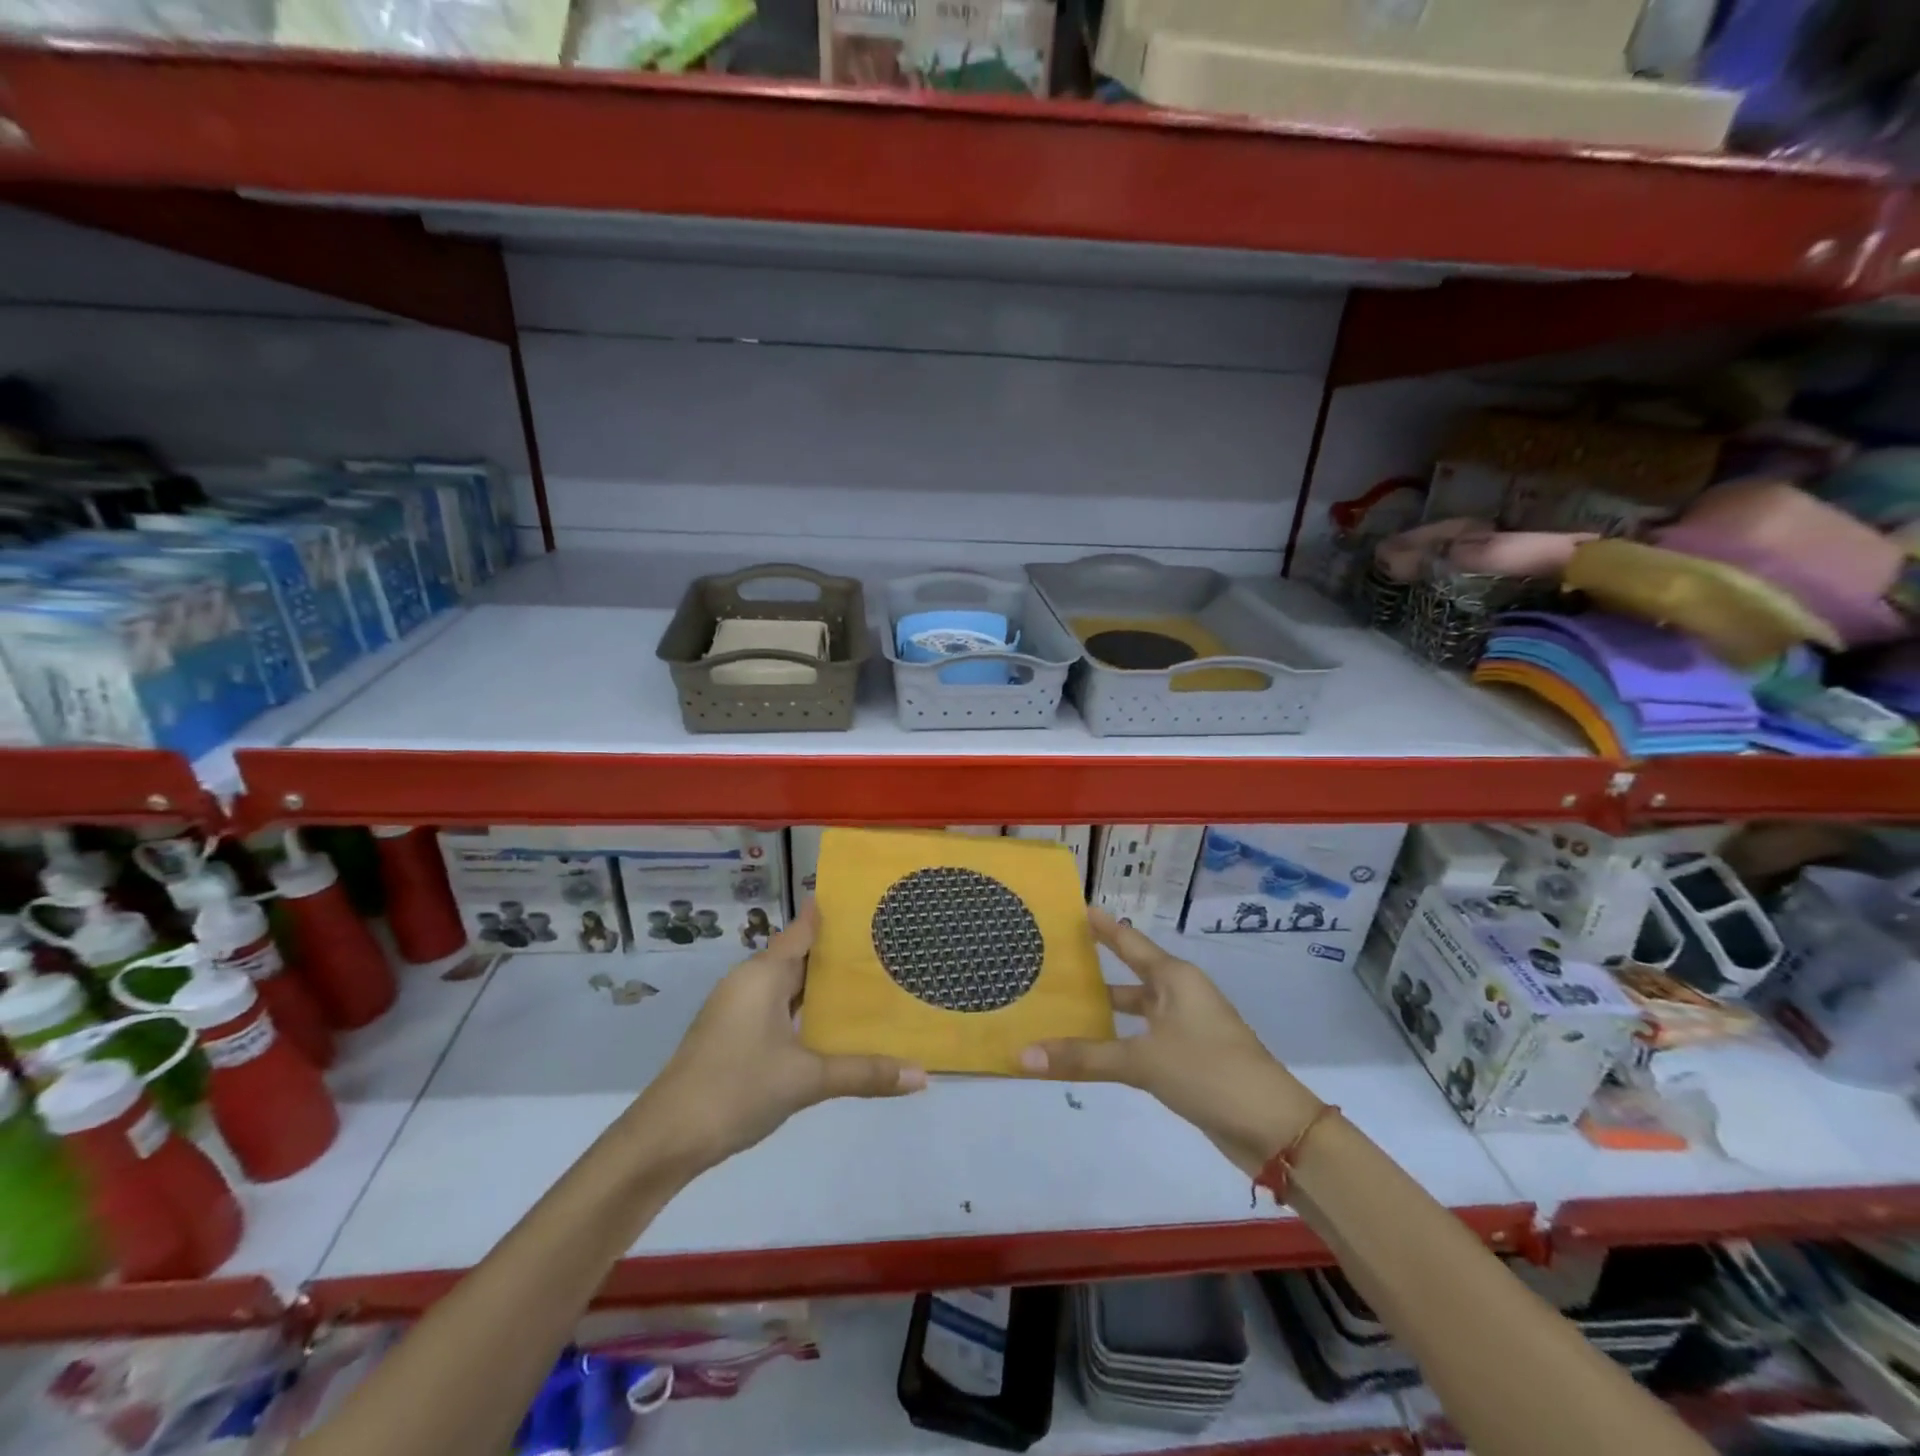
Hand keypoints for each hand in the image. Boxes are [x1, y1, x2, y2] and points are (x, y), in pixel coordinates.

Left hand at [629, 904, 926, 1168]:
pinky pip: (778, 1006)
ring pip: (788, 984)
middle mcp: (749, 981)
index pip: (804, 928)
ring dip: (821, 984)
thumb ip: (864, 1073)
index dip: (834, 913)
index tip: (871, 901)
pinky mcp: (733, 1034)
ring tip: (870, 982)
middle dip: (838, 952)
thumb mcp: (806, 1079)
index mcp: (763, 974)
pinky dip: (805, 1008)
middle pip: (799, 955)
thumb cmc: (736, 1089)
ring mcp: (737, 1008)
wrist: (665, 1139)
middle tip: (888, 945)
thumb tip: (921, 1075)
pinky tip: (832, 1024)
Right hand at [1019, 908, 1321, 1173]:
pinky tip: (1093, 1047)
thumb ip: (1084, 1057)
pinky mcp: (1188, 1059)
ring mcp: (1186, 1028)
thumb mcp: (1142, 1061)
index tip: (1075, 908)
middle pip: (1131, 973)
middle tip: (1055, 958)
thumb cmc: (1208, 1072)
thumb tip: (1023, 1054)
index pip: (1129, 942)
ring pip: (1136, 1010)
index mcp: (1174, 978)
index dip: (1102, 926)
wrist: (1273, 1127)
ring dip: (1105, 1008)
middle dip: (1096, 968)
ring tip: (1063, 1004)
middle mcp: (1180, 995)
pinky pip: (1143, 1038)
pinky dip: (1118, 1039)